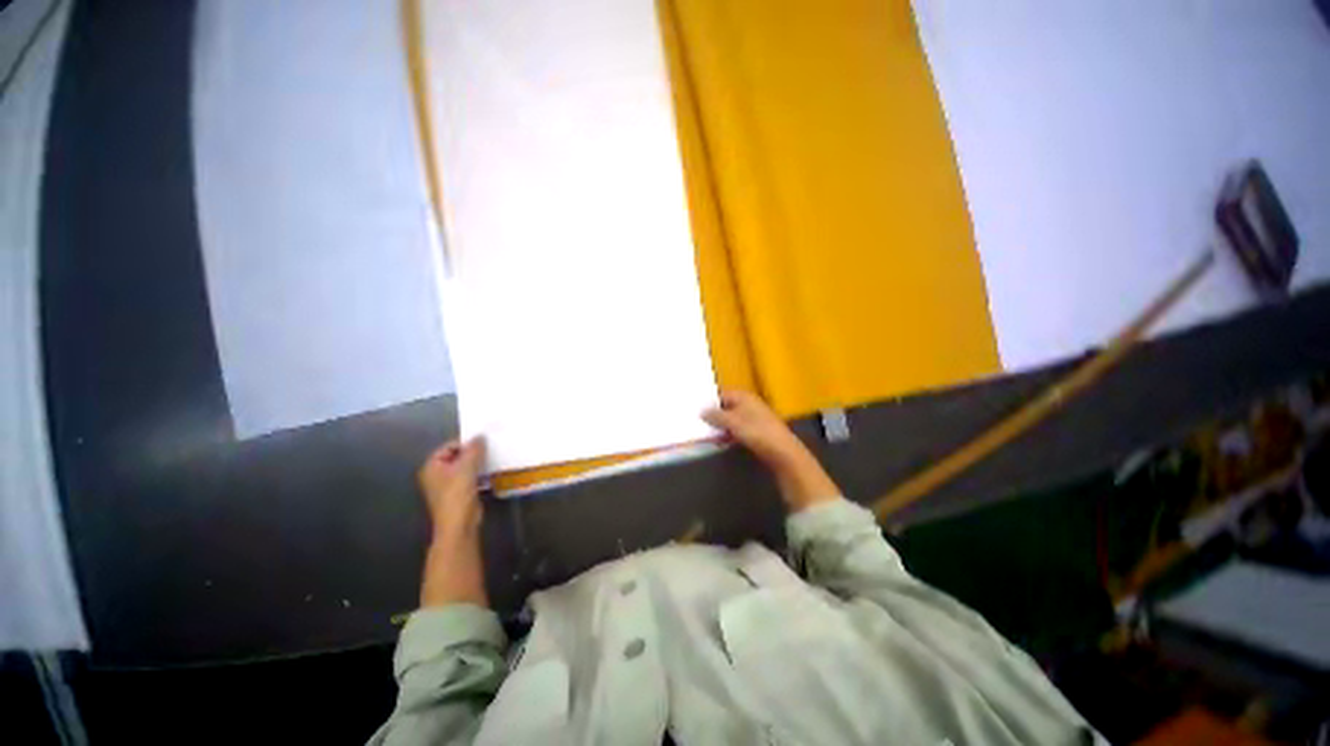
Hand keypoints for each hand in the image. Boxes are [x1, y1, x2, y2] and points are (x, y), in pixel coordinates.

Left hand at [417, 437, 488, 607]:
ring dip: (475, 468)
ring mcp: (444, 489)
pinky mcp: (456, 499)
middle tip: (488, 452)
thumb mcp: (466, 468)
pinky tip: (489, 478)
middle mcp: (434, 476)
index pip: (448, 447)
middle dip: (471, 456)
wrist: (459, 528)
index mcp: (431, 466)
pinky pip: (467, 483)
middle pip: (455, 459)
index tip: (482, 444)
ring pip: (461, 471)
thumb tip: (480, 436)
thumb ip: (474, 450)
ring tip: (490, 463)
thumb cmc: (457, 496)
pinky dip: (476, 479)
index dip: (465, 444)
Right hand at [703, 391, 805, 469]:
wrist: (782, 451)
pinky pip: (737, 431)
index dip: (709, 401)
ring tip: (705, 435)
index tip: (695, 410)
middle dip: (713, 416)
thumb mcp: (733, 422)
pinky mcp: (756, 433)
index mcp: (745, 397)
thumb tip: (702, 411)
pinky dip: (728, 435)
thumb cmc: (757, 432)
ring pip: (731, 421)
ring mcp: (754, 419)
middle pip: (726, 407)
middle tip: (697, 424)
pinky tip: (720, 443)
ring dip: (720, 427)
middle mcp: (749, 405)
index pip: (722, 394)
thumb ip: (716, 416)